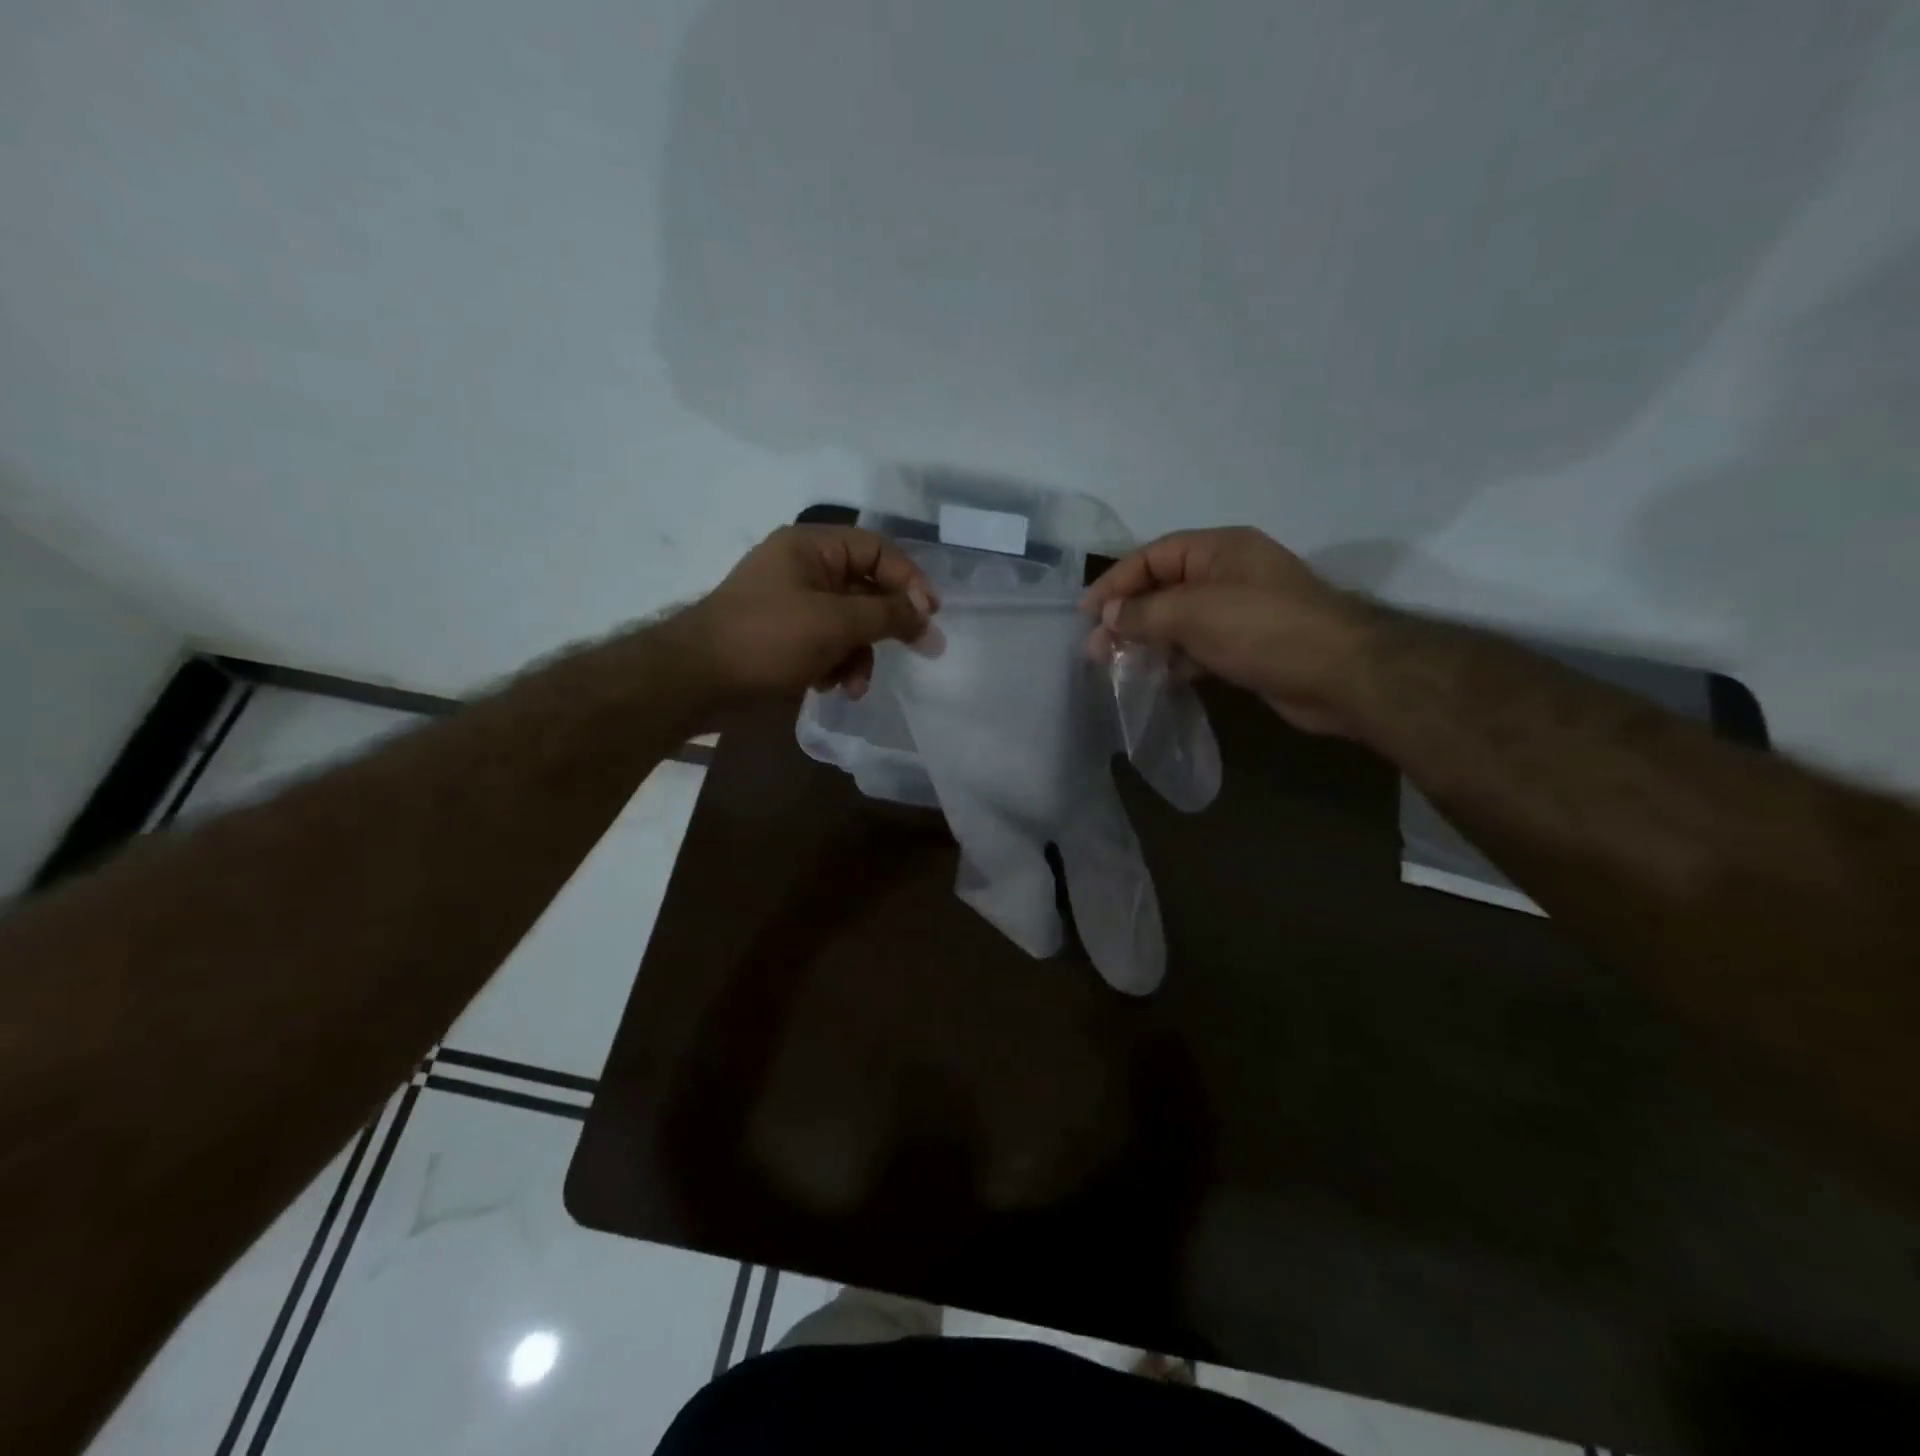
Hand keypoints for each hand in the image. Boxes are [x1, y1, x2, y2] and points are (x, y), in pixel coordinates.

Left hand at [677, 525, 936, 702]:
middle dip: (884, 626)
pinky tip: (827, 687)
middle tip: (917, 650)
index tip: (931, 615)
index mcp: (812, 547)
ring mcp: (792, 604)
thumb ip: (888, 615)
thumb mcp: (836, 623)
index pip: (878, 550)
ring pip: (849, 623)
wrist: (697, 680)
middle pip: (866, 589)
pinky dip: (834, 665)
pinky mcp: (784, 637)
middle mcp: (804, 569)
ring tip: (852, 685)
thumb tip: (928, 617)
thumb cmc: (769, 639)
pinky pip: (827, 644)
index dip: (909, 579)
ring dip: (859, 655)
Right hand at [1081, 527, 1371, 735]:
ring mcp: (1239, 611)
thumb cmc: (1262, 629)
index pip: (1152, 556)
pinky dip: (1175, 659)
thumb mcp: (1194, 613)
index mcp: (1218, 549)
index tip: (1085, 615)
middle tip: (1096, 650)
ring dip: (1148, 641)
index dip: (1115, 582)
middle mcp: (1227, 574)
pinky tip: (1155, 677)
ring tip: (1117, 667)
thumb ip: (1144, 612)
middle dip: (1127, 616)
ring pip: (1179, 621)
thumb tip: (1107, 617)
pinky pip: (1198, 646)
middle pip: (1163, 588)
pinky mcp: (1247, 646)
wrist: (1340, 674)